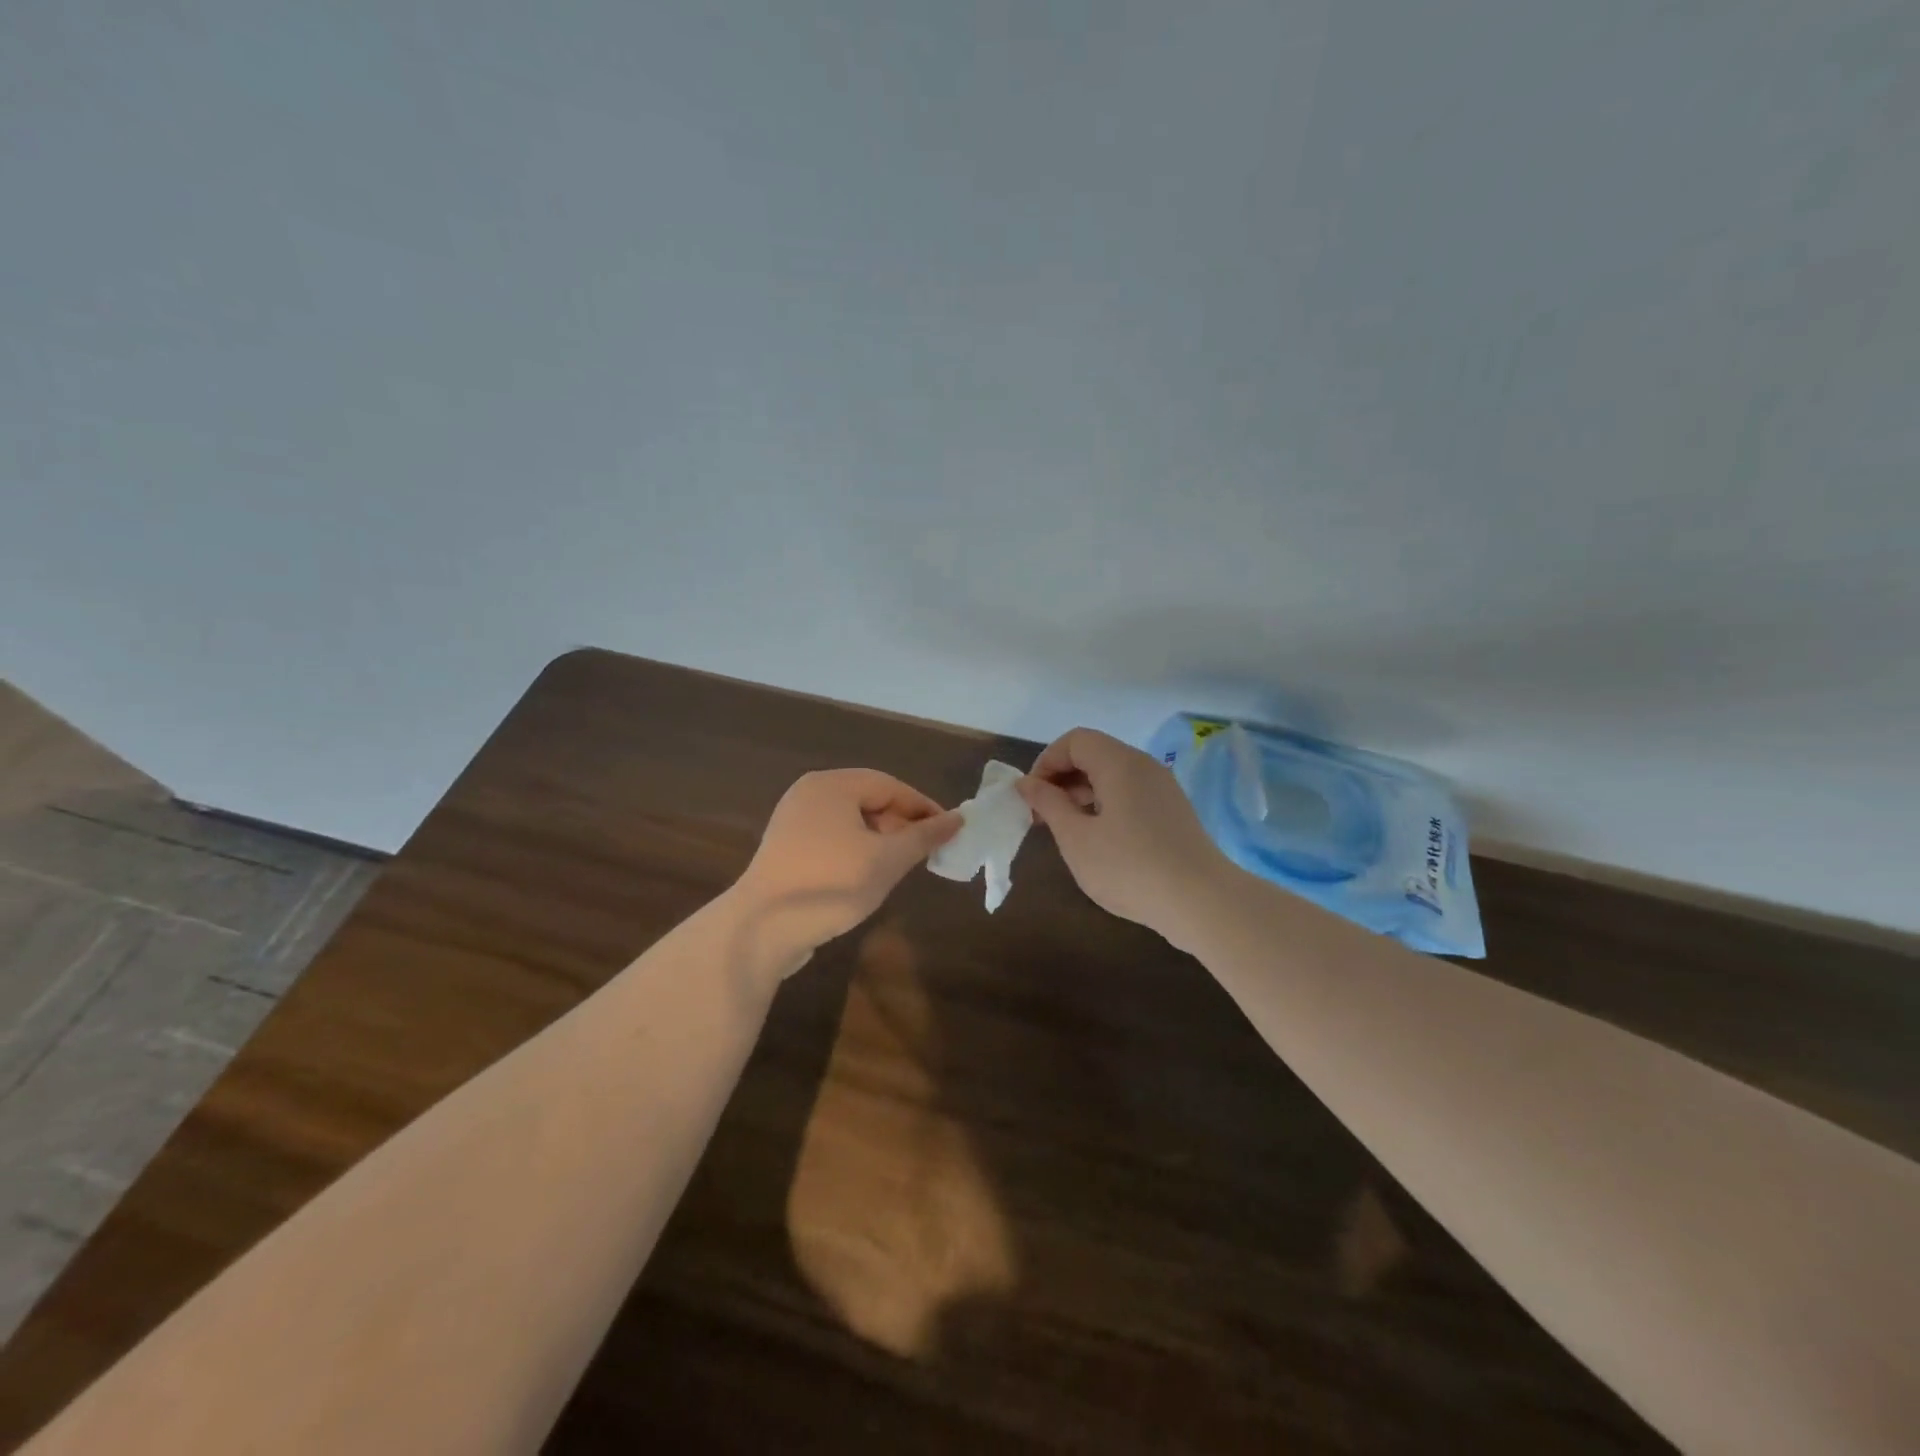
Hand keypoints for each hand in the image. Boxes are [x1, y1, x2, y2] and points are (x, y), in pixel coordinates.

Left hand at [734, 769, 959, 969]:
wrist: (762, 928)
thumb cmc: (831, 884)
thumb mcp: (887, 860)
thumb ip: (924, 837)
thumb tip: (958, 819)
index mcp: (832, 785)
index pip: (890, 785)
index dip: (923, 807)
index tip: (949, 832)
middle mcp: (810, 793)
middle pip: (869, 799)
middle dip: (901, 823)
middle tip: (926, 852)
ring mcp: (793, 820)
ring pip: (850, 820)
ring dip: (880, 839)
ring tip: (900, 866)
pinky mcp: (785, 847)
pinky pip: (831, 837)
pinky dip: (856, 849)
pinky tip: (867, 875)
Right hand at [1019, 728, 1231, 943]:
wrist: (1201, 901)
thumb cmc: (1128, 867)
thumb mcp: (1076, 838)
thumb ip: (1048, 804)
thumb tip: (1027, 783)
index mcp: (1119, 763)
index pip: (1074, 740)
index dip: (1046, 762)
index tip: (1031, 798)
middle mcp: (1144, 765)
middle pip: (1094, 754)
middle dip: (1062, 779)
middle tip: (1042, 816)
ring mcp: (1162, 788)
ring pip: (1113, 775)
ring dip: (1082, 794)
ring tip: (1066, 831)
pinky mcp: (1173, 811)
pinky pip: (1131, 794)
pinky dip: (1106, 805)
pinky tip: (1099, 840)